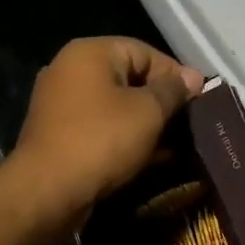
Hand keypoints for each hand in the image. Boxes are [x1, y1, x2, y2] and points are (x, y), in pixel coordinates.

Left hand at [6, 37, 203, 225]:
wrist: (46, 192)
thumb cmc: (101, 140)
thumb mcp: (148, 112)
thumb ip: (173, 90)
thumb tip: (194, 77)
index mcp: (90, 53)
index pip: (145, 52)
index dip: (175, 75)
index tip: (198, 101)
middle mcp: (70, 69)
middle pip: (129, 77)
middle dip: (160, 101)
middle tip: (188, 124)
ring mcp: (60, 102)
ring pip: (115, 105)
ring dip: (144, 122)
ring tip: (173, 144)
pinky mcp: (58, 133)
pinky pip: (100, 126)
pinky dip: (123, 136)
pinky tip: (147, 157)